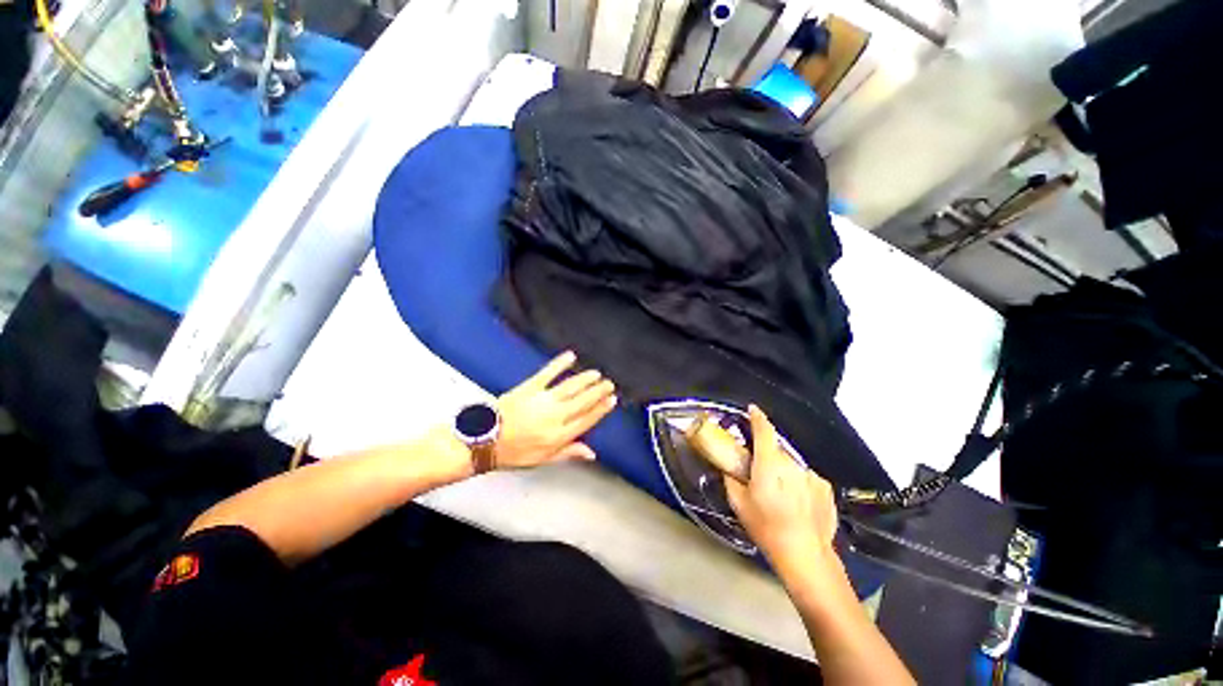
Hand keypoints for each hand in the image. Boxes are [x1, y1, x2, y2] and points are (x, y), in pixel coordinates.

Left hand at [494, 351, 617, 468]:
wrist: (483, 440)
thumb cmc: (513, 452)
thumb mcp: (543, 460)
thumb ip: (568, 453)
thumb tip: (592, 453)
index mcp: (559, 436)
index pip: (587, 419)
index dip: (601, 409)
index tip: (612, 400)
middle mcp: (555, 416)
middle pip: (583, 401)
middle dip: (599, 391)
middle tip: (609, 384)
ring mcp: (543, 400)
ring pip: (571, 387)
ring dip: (586, 379)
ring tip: (596, 374)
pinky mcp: (530, 387)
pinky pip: (548, 372)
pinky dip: (560, 363)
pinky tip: (570, 356)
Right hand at [725, 405, 839, 575]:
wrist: (805, 555)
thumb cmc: (768, 528)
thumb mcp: (739, 504)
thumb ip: (730, 479)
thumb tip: (729, 468)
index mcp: (769, 464)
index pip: (764, 431)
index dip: (757, 417)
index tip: (752, 410)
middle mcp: (791, 464)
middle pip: (775, 450)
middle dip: (766, 457)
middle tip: (759, 475)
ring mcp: (810, 475)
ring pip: (790, 465)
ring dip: (783, 472)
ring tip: (780, 496)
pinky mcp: (824, 487)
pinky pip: (805, 477)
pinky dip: (798, 483)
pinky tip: (797, 503)